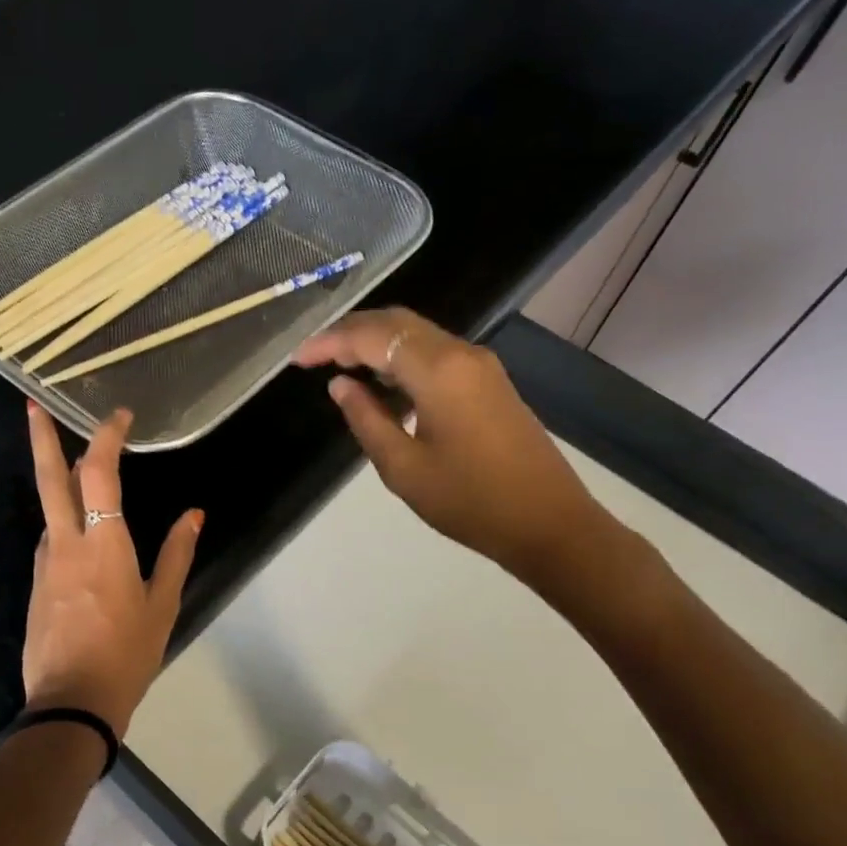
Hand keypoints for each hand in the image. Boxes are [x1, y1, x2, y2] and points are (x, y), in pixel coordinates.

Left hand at [21, 403, 202, 736]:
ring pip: (50, 510)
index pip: (99, 473)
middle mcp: (66, 543)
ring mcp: (45, 564)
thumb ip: (177, 554)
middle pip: (49, 479)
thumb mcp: (163, 605)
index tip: (119, 417)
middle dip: (41, 437)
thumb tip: (194, 514)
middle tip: (32, 405)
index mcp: (103, 544)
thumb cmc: (127, 654)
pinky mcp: (37, 585)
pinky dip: (64, 523)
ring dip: (61, 483)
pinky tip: (82, 535)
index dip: (107, 438)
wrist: (71, 704)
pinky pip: (52, 541)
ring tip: (81, 471)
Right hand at [294, 308, 609, 594]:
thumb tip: (341, 385)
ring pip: (417, 335)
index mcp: (438, 370)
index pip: (371, 337)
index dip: (329, 342)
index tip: (297, 359)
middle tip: (315, 356)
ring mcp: (480, 366)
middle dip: (351, 332)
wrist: (548, 523)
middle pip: (396, 322)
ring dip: (376, 343)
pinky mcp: (489, 382)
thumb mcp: (403, 467)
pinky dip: (401, 359)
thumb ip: (366, 419)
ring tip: (340, 368)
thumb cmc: (469, 501)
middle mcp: (461, 354)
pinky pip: (435, 354)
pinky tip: (383, 387)